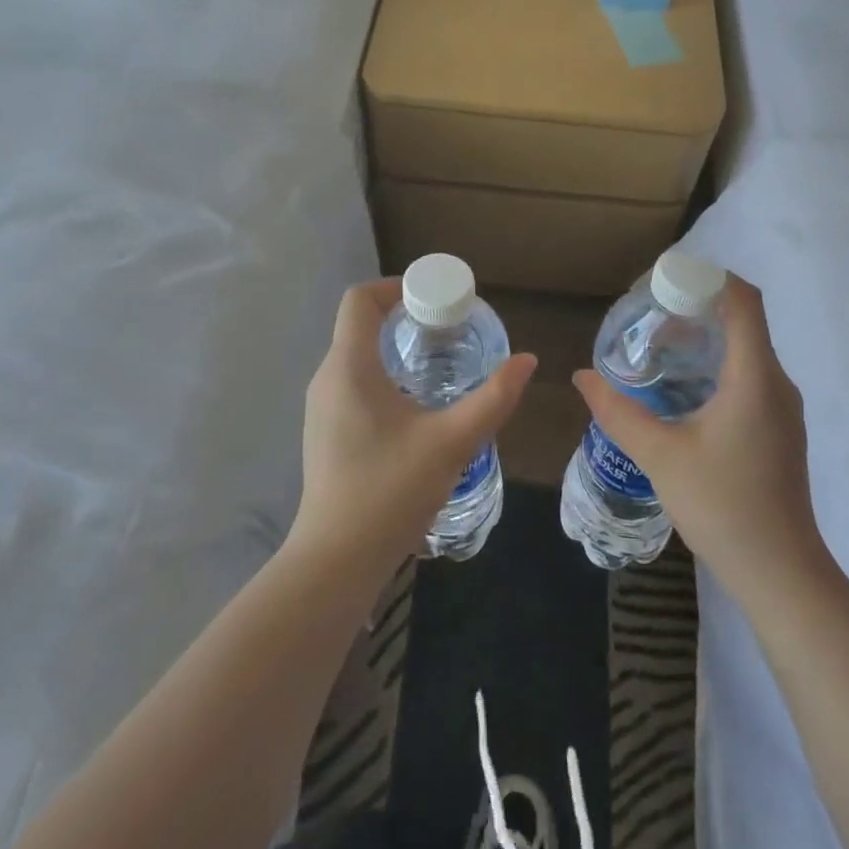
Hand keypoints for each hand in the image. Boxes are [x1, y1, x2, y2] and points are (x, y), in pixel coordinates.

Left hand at [290, 279, 535, 577]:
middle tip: (449, 331)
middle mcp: (327, 378)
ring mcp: (321, 408)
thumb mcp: (451, 442)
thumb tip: (527, 361)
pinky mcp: (325, 433)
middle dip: (404, 318)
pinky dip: (383, 376)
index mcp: (349, 366)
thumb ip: (493, 399)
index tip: (434, 299)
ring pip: (357, 356)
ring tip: (439, 366)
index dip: (395, 286)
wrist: (335, 561)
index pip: (359, 299)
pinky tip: (415, 407)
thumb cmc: (389, 491)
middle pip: (360, 325)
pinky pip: (352, 383)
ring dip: (395, 349)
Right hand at [572, 274, 829, 603]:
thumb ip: (617, 412)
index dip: (708, 277)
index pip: (743, 300)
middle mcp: (776, 382)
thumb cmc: (722, 506)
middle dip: (697, 306)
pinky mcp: (779, 428)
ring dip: (705, 337)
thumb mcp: (659, 455)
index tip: (665, 281)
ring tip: (659, 348)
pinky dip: (716, 364)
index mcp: (754, 377)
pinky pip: (749, 375)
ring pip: (746, 349)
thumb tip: (581, 377)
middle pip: (742, 320)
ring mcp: (782, 407)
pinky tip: (682, 389)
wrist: (781, 574)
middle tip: (650, 314)